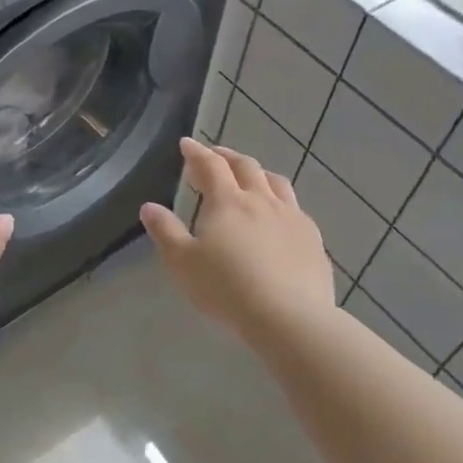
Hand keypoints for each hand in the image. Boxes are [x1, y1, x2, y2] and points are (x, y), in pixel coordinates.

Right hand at [139, 138, 338, 338]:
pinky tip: (280, 216)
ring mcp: (292, 218)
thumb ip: (165, 232)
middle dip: (227, 156)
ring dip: (258, 174)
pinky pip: (297, 209)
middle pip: (246, 167)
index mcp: (227, 202)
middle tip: (215, 155)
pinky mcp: (313, 240)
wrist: (290, 319)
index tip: (186, 143)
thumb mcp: (183, 263)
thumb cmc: (227, 289)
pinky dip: (281, 201)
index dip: (197, 152)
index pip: (210, 165)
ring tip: (250, 177)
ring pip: (276, 183)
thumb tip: (149, 207)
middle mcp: (262, 201)